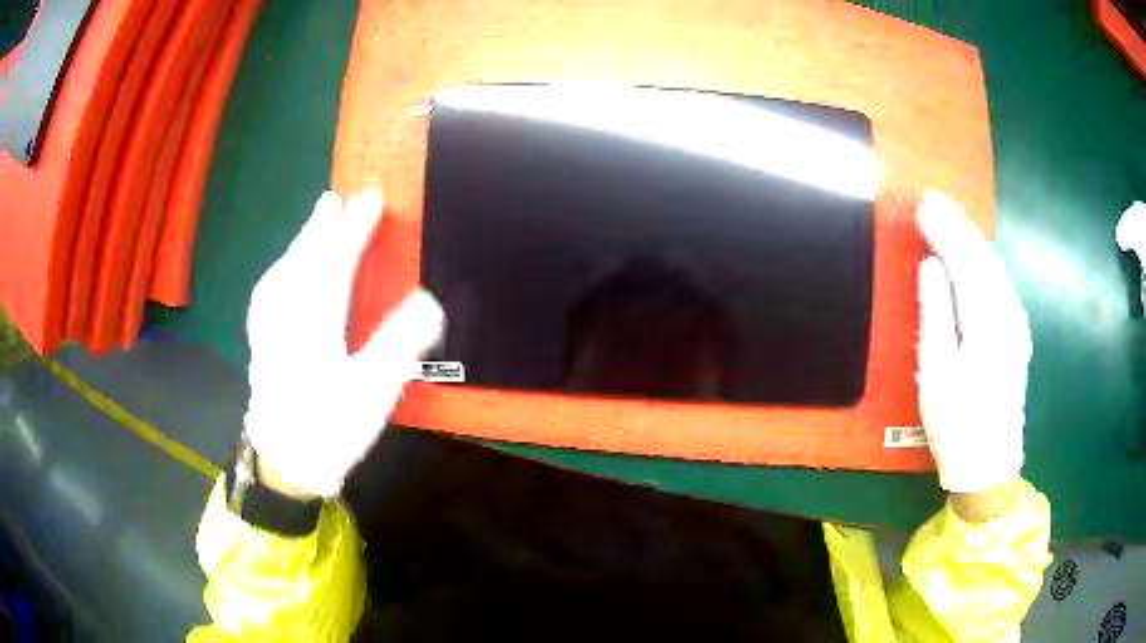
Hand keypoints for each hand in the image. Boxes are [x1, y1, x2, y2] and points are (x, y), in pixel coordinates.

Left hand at [243, 190, 443, 498]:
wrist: (284, 465)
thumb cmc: (330, 431)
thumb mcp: (373, 393)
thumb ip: (399, 344)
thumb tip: (431, 302)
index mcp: (315, 325)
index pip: (335, 265)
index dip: (354, 231)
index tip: (371, 201)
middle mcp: (287, 318)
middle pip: (303, 262)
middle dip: (321, 228)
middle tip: (335, 199)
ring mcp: (270, 330)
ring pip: (283, 274)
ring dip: (300, 244)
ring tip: (313, 223)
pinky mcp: (262, 343)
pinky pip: (269, 293)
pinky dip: (280, 271)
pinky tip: (283, 270)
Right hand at [916, 191, 1030, 496]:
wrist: (990, 464)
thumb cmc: (957, 424)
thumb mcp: (936, 373)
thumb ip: (935, 313)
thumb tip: (931, 265)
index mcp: (986, 322)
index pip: (964, 260)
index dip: (943, 229)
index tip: (921, 205)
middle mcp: (1007, 314)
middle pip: (983, 257)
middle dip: (958, 225)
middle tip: (932, 200)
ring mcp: (1015, 324)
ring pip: (995, 268)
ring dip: (972, 239)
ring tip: (949, 219)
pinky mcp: (1016, 335)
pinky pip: (1000, 283)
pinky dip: (984, 260)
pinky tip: (975, 255)